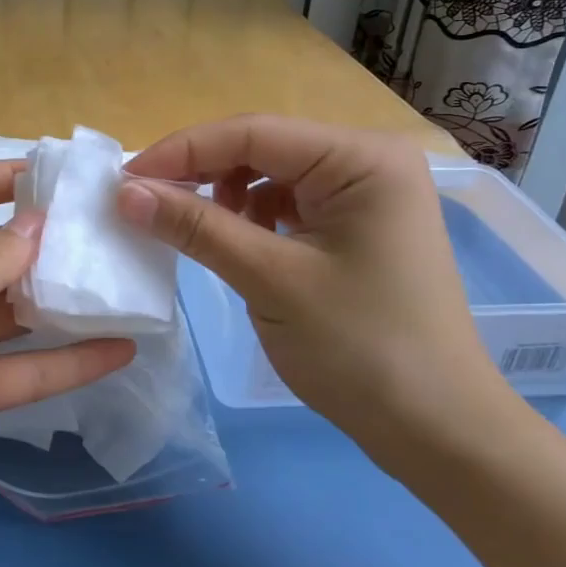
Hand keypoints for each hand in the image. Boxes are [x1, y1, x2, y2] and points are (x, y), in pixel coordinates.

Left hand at [0, 161, 132, 566]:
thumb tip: (40, 221)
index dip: (11, 175)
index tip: (71, 176)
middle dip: (52, 241)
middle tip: (119, 234)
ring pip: (16, 311)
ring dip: (66, 301)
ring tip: (129, 286)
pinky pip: (21, 370)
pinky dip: (66, 362)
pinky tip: (119, 352)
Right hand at [118, 115, 509, 466]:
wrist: (441, 434)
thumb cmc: (363, 350)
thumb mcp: (270, 281)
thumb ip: (196, 227)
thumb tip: (124, 193)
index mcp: (361, 158)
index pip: (253, 132)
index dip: (182, 151)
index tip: (124, 180)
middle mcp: (367, 161)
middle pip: (262, 148)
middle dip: (201, 173)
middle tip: (144, 203)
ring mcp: (365, 194)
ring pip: (271, 175)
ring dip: (224, 195)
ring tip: (192, 228)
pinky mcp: (357, 226)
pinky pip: (288, 203)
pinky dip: (251, 218)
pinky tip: (236, 243)